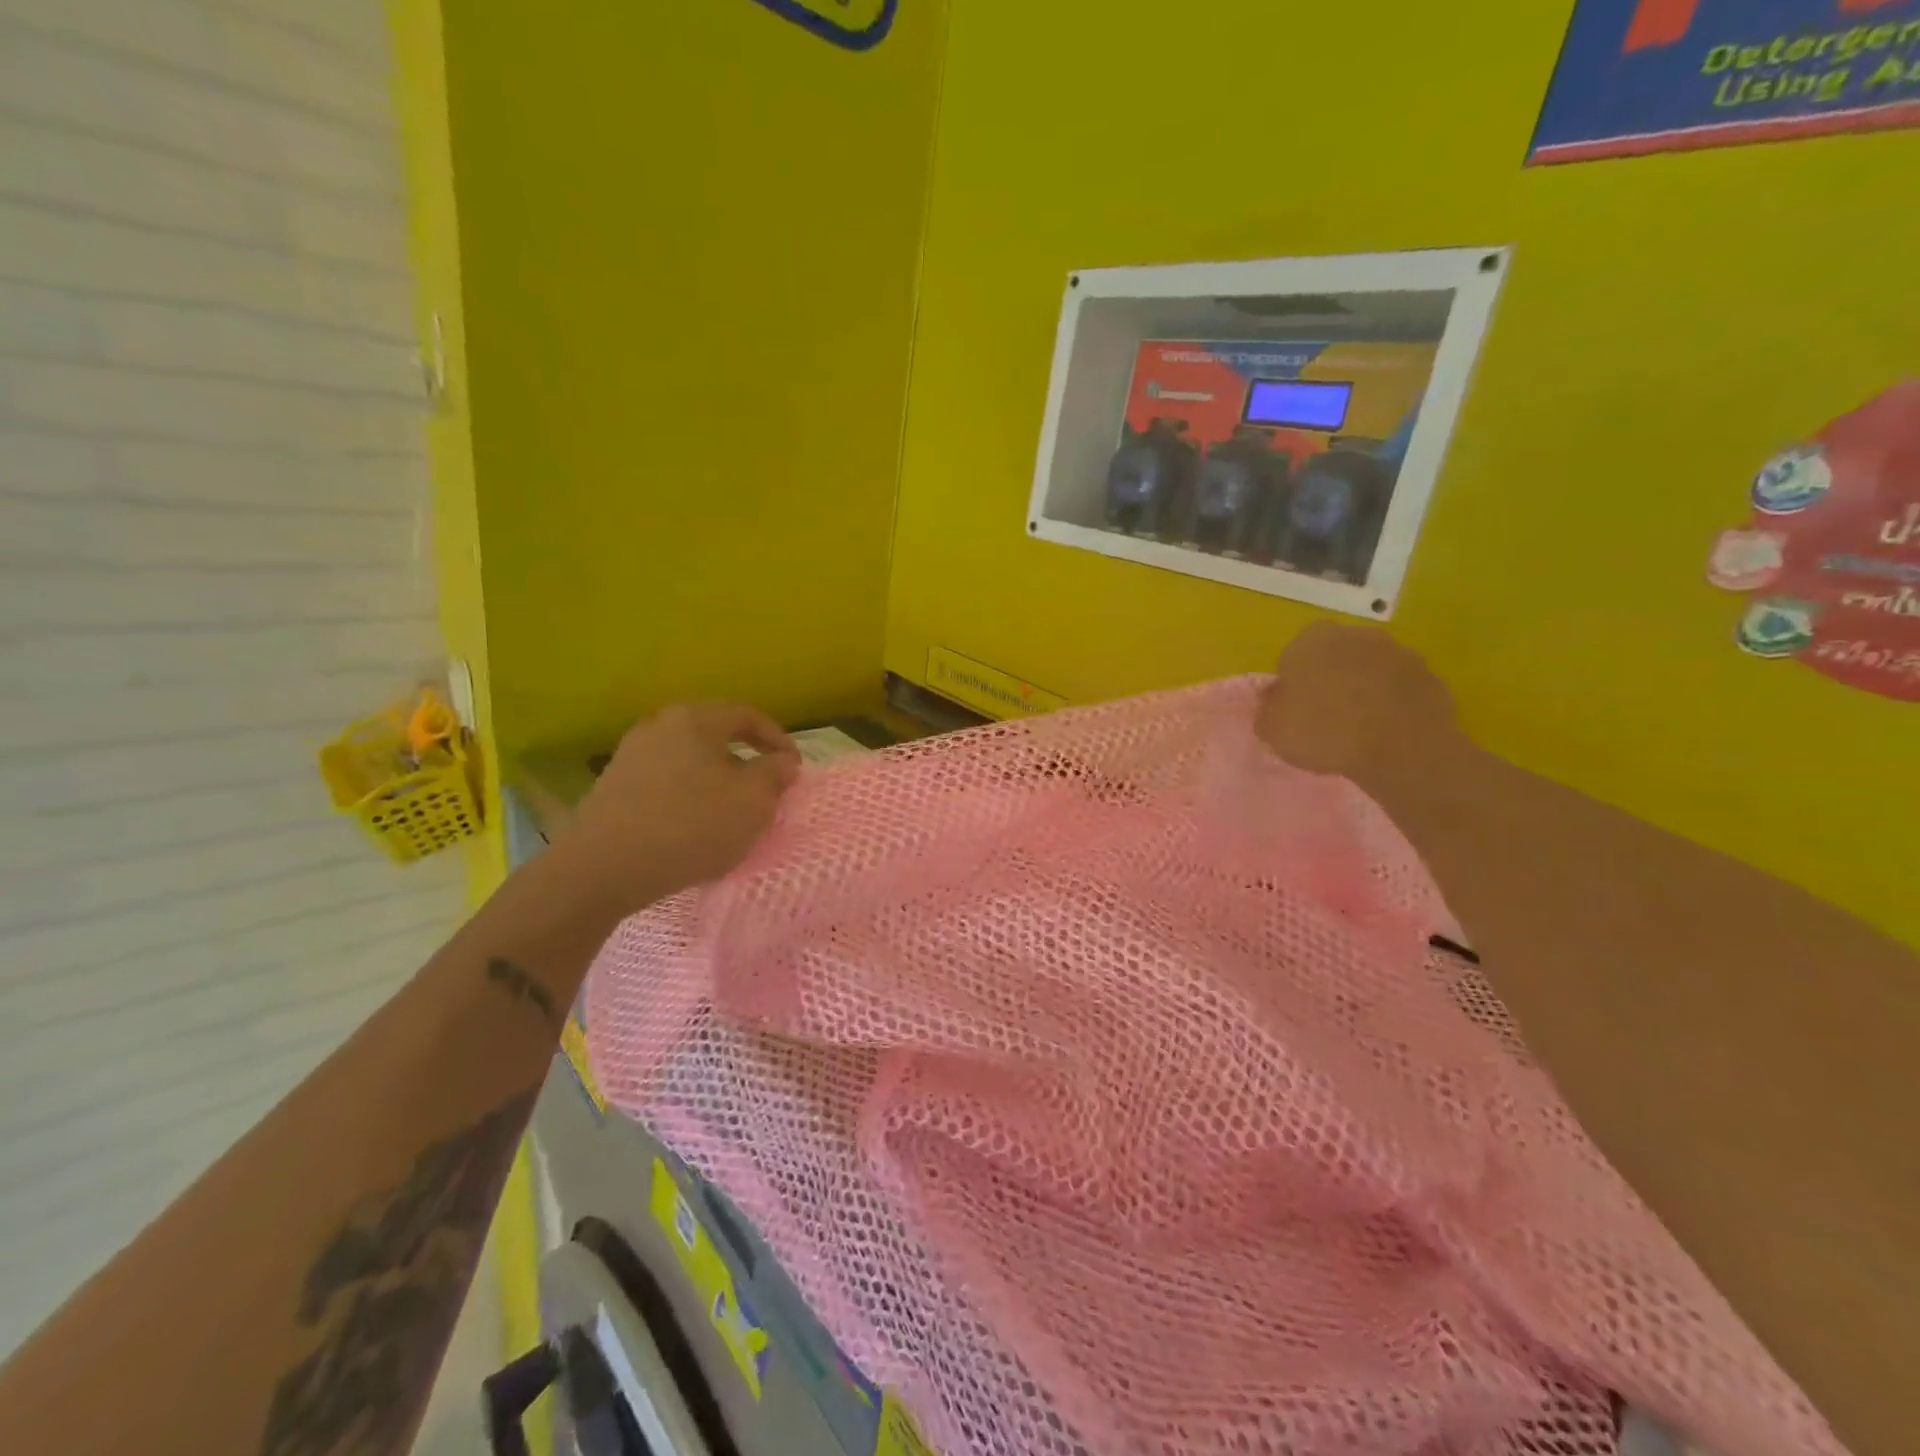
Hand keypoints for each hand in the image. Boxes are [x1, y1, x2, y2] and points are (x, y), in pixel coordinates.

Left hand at [560, 703, 800, 915]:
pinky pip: (666, 785)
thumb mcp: (752, 801)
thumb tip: (782, 761)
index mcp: (694, 719)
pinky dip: (689, 800)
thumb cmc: (690, 825)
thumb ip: (775, 774)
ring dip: (717, 784)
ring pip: (690, 763)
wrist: (602, 869)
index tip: (795, 770)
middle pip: (716, 738)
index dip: (779, 741)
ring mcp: (630, 757)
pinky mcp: (613, 789)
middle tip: (766, 793)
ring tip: (732, 815)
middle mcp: (658, 726)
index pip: (748, 716)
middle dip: (746, 764)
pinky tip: (694, 830)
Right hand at [1255, 623, 1458, 783]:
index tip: (1294, 707)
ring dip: (1363, 689)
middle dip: (1330, 678)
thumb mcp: (1272, 729)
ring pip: (1370, 670)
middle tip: (1324, 715)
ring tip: (1357, 728)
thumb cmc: (1325, 731)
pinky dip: (1391, 704)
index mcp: (1311, 639)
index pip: (1294, 652)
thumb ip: (1268, 709)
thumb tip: (1274, 700)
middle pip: (1335, 655)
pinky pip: (1399, 689)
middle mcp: (1356, 634)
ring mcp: (1398, 653)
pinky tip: (1385, 732)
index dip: (1293, 680)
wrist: (1401, 748)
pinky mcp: (1429, 677)